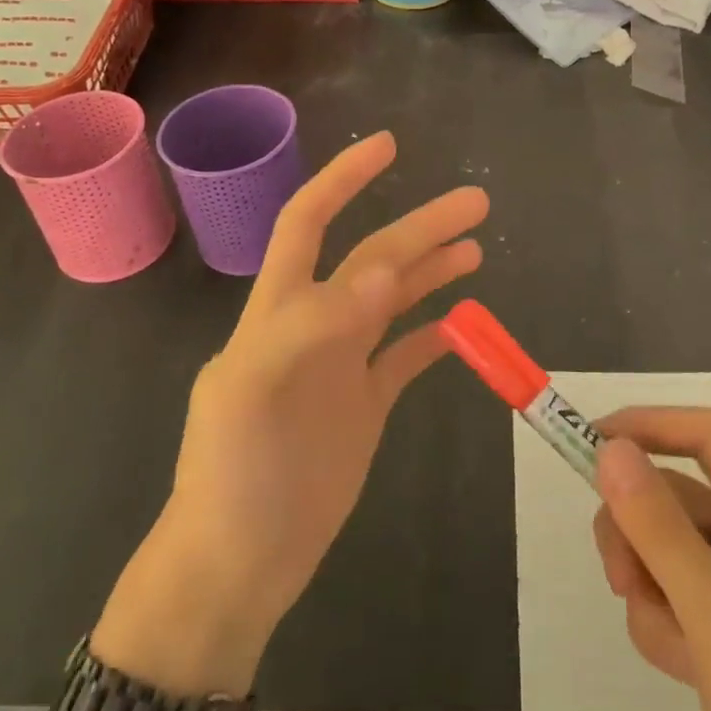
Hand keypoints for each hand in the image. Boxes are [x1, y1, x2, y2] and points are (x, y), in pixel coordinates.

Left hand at [95, 131, 486, 692]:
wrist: (237, 565)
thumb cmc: (234, 474)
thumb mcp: (254, 392)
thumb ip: (313, 327)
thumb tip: (381, 272)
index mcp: (279, 310)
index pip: (308, 222)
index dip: (344, 180)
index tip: (388, 146)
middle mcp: (313, 324)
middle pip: (373, 258)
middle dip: (421, 225)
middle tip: (476, 201)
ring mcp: (341, 364)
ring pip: (393, 299)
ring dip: (431, 268)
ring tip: (475, 245)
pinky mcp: (363, 405)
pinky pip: (404, 356)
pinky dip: (433, 333)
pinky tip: (463, 321)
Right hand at [591, 408, 710, 710]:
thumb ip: (661, 532)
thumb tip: (609, 448)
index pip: (706, 434)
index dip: (647, 426)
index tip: (589, 444)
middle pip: (676, 495)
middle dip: (638, 535)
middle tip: (620, 581)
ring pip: (668, 546)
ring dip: (649, 587)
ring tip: (670, 645)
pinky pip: (678, 591)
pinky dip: (665, 620)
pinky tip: (683, 667)